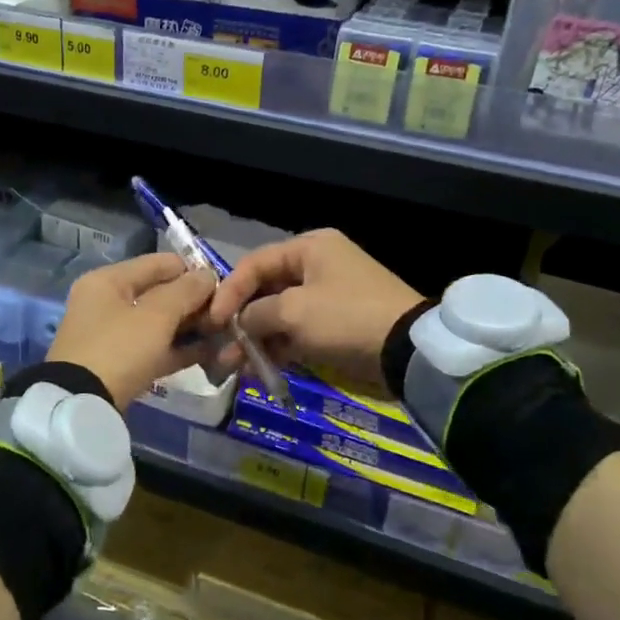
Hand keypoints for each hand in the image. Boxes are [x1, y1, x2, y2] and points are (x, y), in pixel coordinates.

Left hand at [47, 252, 218, 405]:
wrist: (81, 407)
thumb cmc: (119, 349)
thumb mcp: (156, 316)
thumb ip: (186, 291)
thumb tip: (208, 275)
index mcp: (108, 280)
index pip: (158, 263)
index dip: (192, 271)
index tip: (224, 286)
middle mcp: (107, 301)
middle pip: (159, 293)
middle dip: (193, 303)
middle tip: (226, 315)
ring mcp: (111, 335)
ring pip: (159, 323)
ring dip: (189, 327)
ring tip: (224, 334)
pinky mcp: (118, 364)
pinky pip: (154, 348)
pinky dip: (178, 349)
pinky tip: (209, 354)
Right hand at [208, 229, 423, 389]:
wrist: (407, 352)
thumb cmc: (346, 317)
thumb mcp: (294, 311)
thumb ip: (256, 313)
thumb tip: (239, 323)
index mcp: (310, 248)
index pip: (255, 263)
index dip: (229, 291)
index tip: (212, 321)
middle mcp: (317, 266)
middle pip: (266, 290)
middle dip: (241, 320)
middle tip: (219, 347)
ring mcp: (327, 298)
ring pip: (279, 315)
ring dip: (256, 339)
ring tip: (233, 367)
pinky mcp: (335, 326)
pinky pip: (297, 334)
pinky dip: (278, 350)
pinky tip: (258, 372)